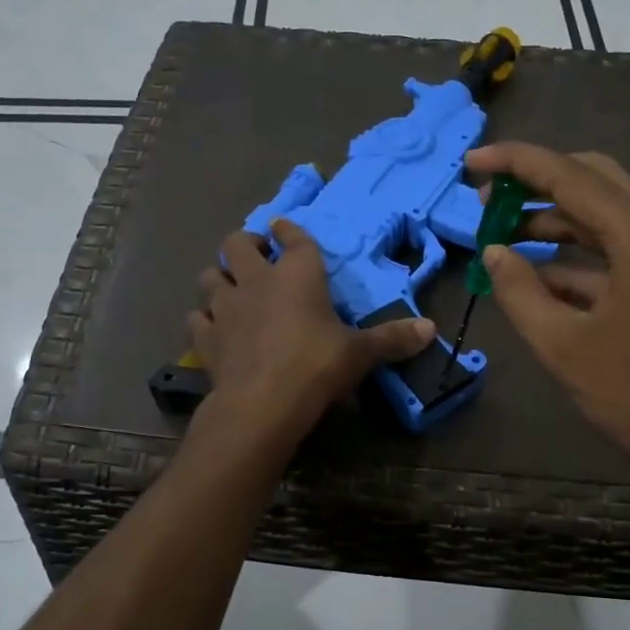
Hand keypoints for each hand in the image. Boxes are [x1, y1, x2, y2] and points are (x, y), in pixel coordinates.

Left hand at [190, 220, 434, 442]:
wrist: (263, 402)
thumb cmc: (317, 366)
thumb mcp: (360, 353)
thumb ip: (392, 339)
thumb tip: (432, 329)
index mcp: (297, 274)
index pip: (293, 238)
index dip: (289, 230)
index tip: (285, 227)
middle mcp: (257, 280)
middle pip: (238, 244)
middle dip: (246, 243)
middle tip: (257, 255)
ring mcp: (226, 307)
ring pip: (210, 276)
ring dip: (220, 277)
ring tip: (232, 288)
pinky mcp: (207, 337)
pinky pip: (198, 318)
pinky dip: (205, 319)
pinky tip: (214, 329)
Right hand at [463, 143, 629, 499]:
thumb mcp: (560, 344)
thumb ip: (519, 290)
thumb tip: (493, 251)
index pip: (571, 176)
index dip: (517, 163)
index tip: (473, 162)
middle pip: (594, 179)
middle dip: (537, 182)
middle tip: (488, 196)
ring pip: (605, 212)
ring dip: (553, 217)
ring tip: (501, 230)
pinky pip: (616, 247)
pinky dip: (575, 252)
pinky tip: (535, 270)